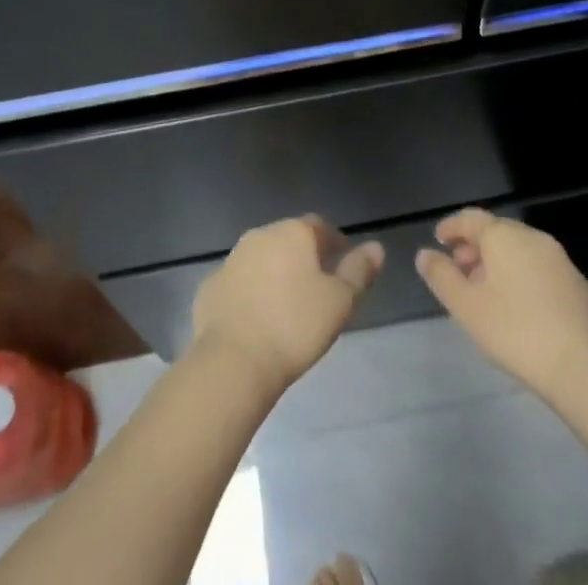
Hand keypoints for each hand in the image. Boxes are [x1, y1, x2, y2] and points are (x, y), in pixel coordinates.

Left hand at [192, 216, 383, 394]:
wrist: (233, 360)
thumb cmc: (294, 326)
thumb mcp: (339, 302)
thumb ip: (359, 271)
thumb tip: (376, 247)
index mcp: (293, 233)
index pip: (320, 226)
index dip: (334, 242)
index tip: (344, 263)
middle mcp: (261, 235)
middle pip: (289, 239)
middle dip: (304, 256)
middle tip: (317, 286)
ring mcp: (232, 259)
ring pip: (261, 258)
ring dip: (275, 272)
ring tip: (287, 304)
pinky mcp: (211, 286)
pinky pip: (238, 282)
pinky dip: (250, 292)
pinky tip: (256, 319)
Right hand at [416, 208, 587, 403]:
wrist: (587, 367)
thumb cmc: (517, 332)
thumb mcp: (467, 307)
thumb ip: (442, 276)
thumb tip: (425, 254)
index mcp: (504, 236)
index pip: (471, 218)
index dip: (451, 227)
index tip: (438, 239)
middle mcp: (532, 237)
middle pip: (496, 232)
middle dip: (474, 247)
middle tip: (459, 270)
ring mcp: (560, 260)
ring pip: (519, 250)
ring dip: (498, 263)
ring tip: (485, 292)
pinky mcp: (578, 284)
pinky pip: (539, 268)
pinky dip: (521, 276)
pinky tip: (518, 308)